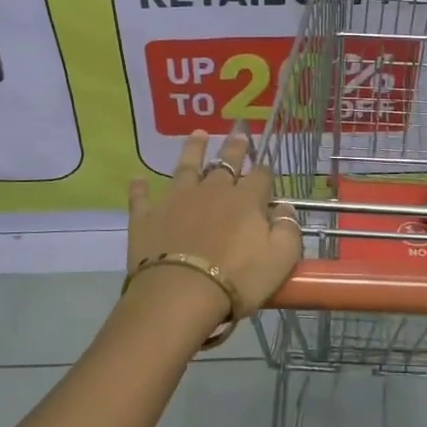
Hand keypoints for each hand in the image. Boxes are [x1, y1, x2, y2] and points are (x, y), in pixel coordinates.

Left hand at [126, 130, 302, 340]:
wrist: (180, 293)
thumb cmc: (237, 278)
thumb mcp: (280, 259)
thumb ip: (288, 230)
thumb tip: (285, 208)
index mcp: (245, 200)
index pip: (260, 176)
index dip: (264, 170)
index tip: (266, 165)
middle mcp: (212, 191)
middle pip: (225, 163)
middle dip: (234, 148)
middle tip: (238, 133)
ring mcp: (176, 200)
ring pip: (186, 167)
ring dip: (193, 149)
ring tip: (198, 134)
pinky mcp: (147, 216)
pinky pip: (142, 197)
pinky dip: (140, 188)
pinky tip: (137, 179)